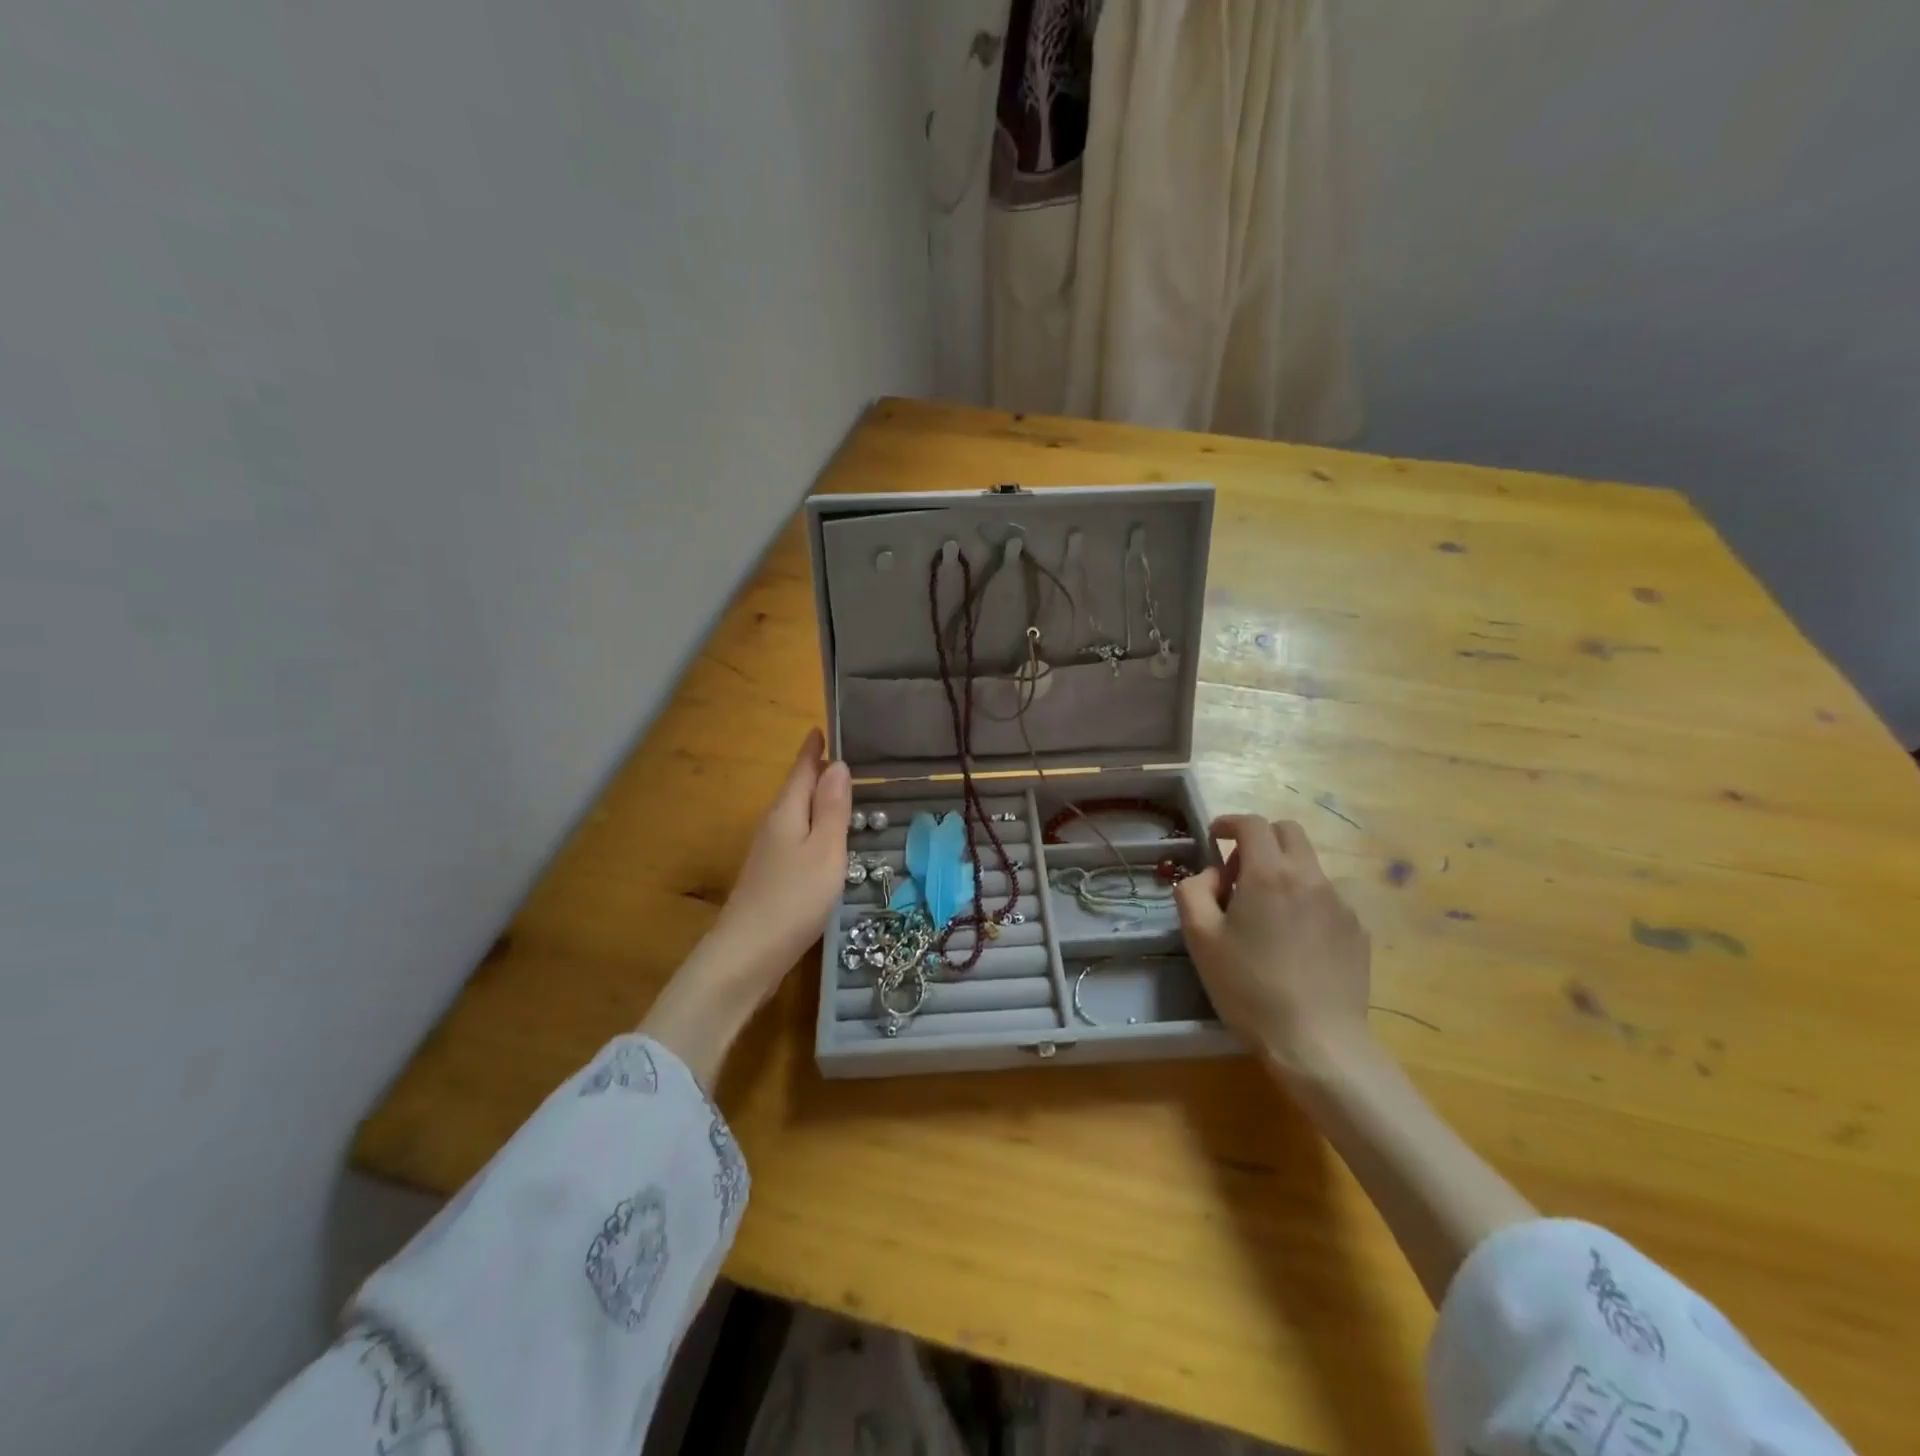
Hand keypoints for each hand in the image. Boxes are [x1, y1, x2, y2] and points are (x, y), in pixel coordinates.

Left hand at [707, 727, 851, 996]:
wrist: (746, 956)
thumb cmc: (793, 899)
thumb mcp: (824, 850)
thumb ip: (831, 808)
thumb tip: (837, 764)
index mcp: (786, 812)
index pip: (802, 770)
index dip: (813, 749)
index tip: (822, 727)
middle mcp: (774, 826)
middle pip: (797, 790)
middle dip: (818, 771)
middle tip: (848, 757)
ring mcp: (769, 854)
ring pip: (797, 815)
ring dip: (817, 800)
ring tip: (844, 792)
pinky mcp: (771, 878)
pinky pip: (797, 839)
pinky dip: (814, 828)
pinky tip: (827, 840)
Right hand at [1175, 815, 1372, 1070]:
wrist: (1317, 1042)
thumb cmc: (1249, 988)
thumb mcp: (1200, 938)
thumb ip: (1193, 892)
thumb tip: (1210, 875)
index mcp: (1269, 873)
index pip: (1252, 824)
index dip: (1229, 823)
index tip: (1214, 837)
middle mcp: (1309, 877)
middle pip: (1288, 832)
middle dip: (1260, 840)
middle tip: (1239, 874)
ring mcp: (1340, 903)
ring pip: (1308, 865)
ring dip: (1283, 871)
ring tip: (1266, 914)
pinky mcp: (1357, 930)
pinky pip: (1326, 897)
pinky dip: (1304, 900)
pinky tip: (1293, 941)